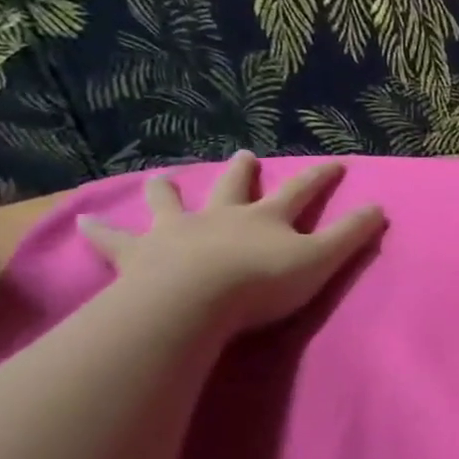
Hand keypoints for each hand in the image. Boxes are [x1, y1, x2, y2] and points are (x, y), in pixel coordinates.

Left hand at [77, 152, 384, 336]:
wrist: (192, 302)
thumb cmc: (260, 283)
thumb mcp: (319, 261)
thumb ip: (351, 237)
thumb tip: (380, 207)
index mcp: (266, 217)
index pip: (301, 190)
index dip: (320, 177)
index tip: (336, 163)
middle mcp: (222, 216)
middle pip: (234, 188)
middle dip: (243, 172)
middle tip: (243, 155)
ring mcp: (178, 233)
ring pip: (172, 205)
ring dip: (168, 192)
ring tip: (159, 179)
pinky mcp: (140, 257)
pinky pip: (115, 242)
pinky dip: (99, 233)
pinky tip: (78, 224)